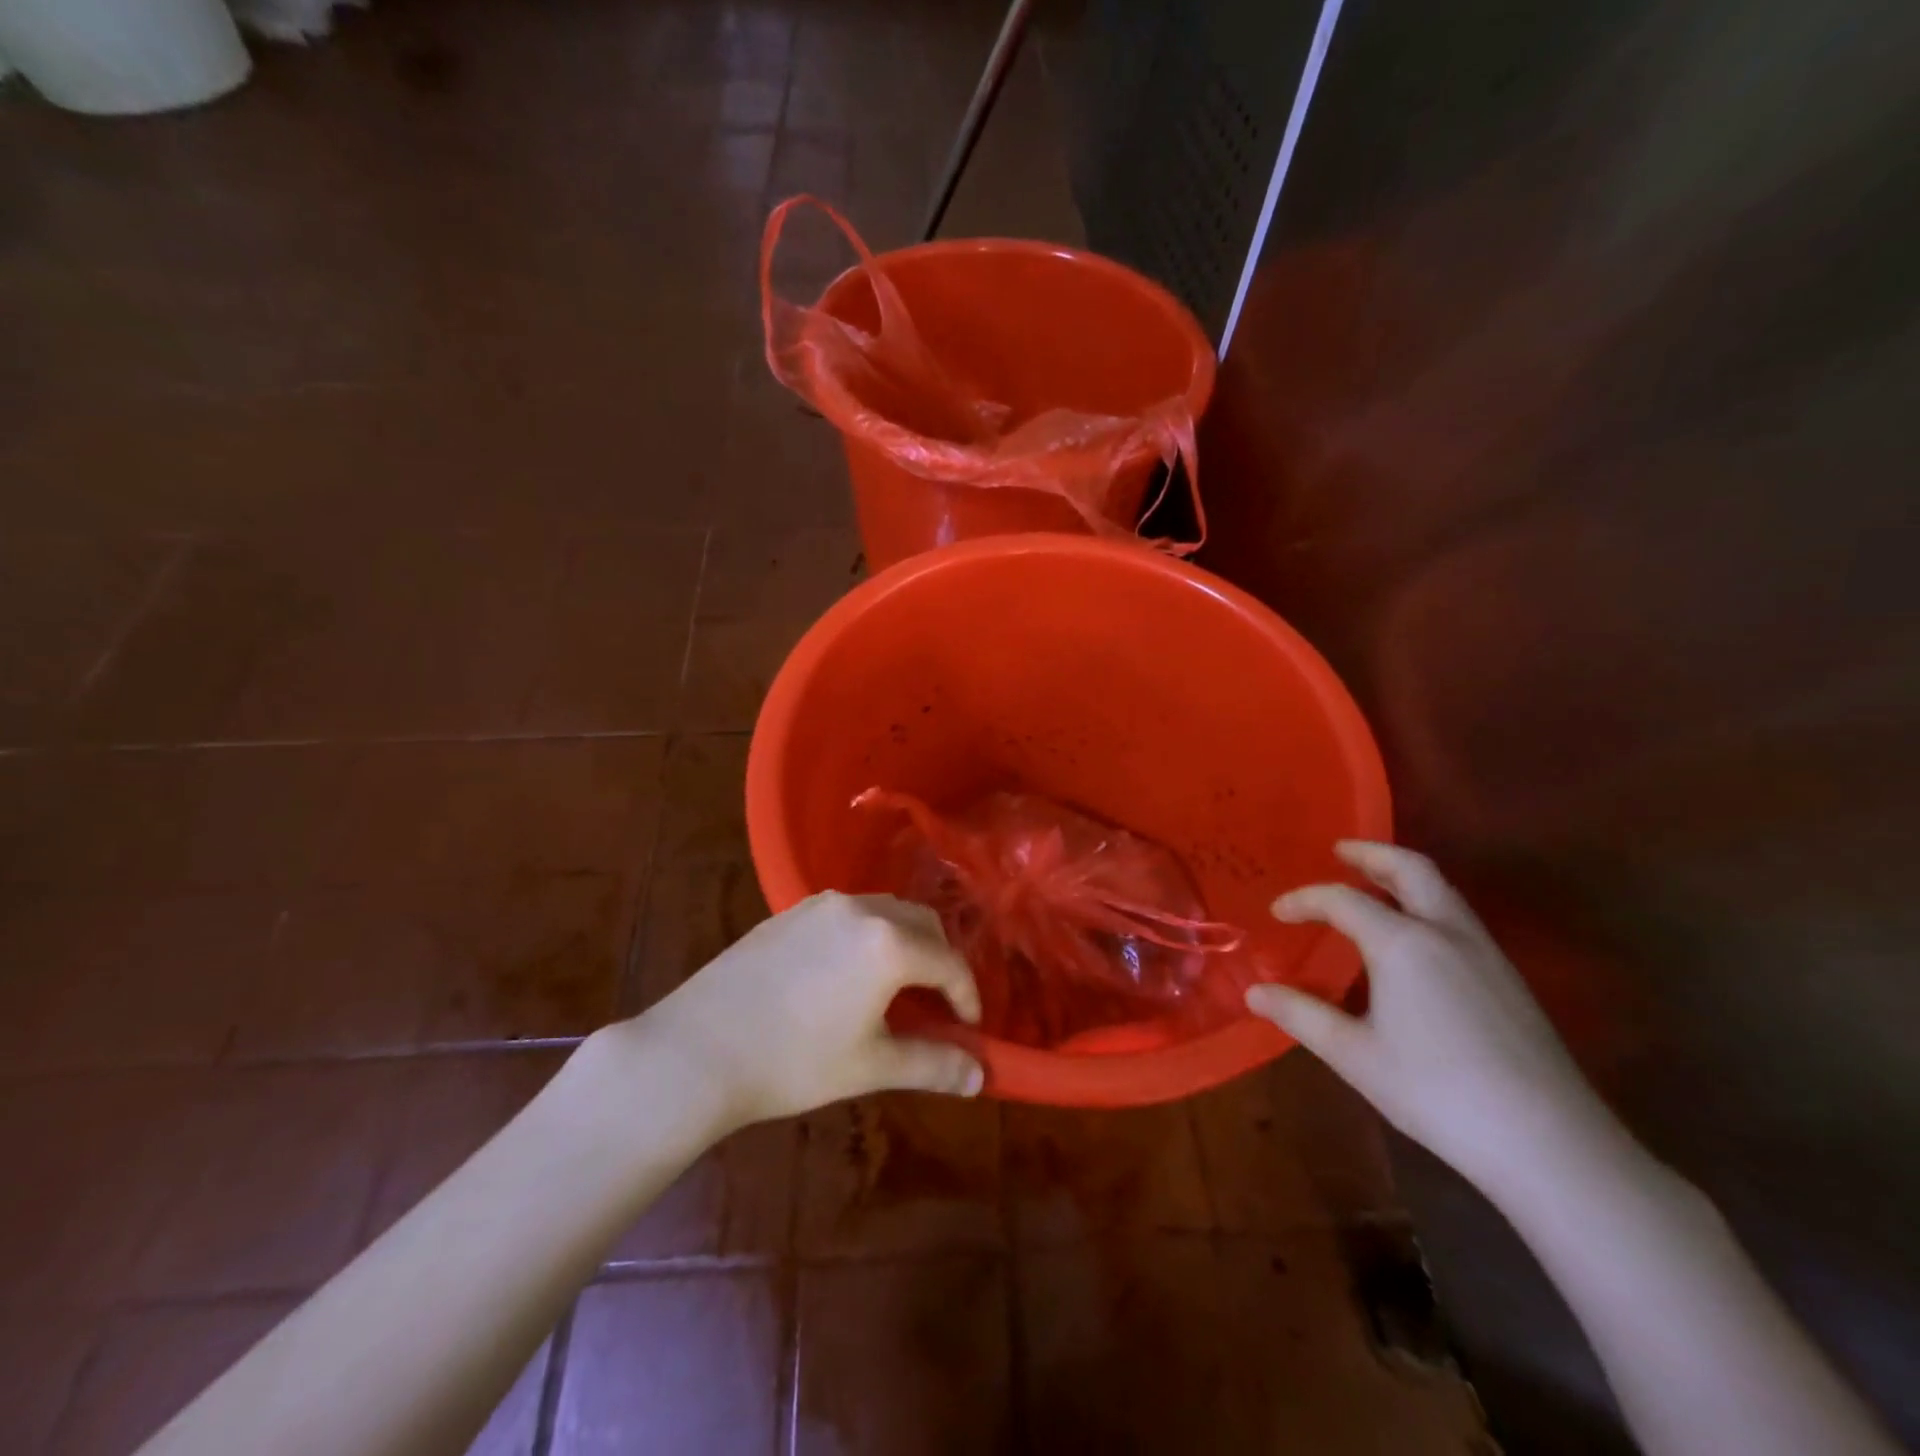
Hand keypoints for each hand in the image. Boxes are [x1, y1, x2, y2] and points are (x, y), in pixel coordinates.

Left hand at [639, 891, 984, 1129]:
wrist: (699, 1048)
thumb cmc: (794, 1061)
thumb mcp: (870, 1067)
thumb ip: (933, 1065)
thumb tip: (980, 1077)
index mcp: (889, 943)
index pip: (949, 962)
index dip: (967, 995)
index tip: (970, 1027)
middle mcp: (861, 908)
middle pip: (922, 923)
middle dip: (940, 959)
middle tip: (940, 1002)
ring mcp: (821, 904)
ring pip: (885, 910)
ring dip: (905, 941)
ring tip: (898, 985)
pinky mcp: (790, 911)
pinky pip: (848, 913)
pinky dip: (868, 934)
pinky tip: (848, 972)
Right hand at [1246, 841, 1612, 1188]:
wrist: (1550, 1144)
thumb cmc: (1437, 1092)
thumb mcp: (1354, 1055)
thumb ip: (1301, 1015)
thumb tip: (1254, 991)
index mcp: (1403, 943)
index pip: (1342, 900)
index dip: (1304, 900)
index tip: (1277, 913)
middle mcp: (1446, 933)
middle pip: (1410, 869)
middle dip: (1371, 854)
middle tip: (1339, 851)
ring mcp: (1486, 953)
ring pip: (1442, 891)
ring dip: (1402, 876)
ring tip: (1372, 885)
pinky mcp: (1508, 979)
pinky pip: (1458, 918)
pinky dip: (1425, 904)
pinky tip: (1413, 939)